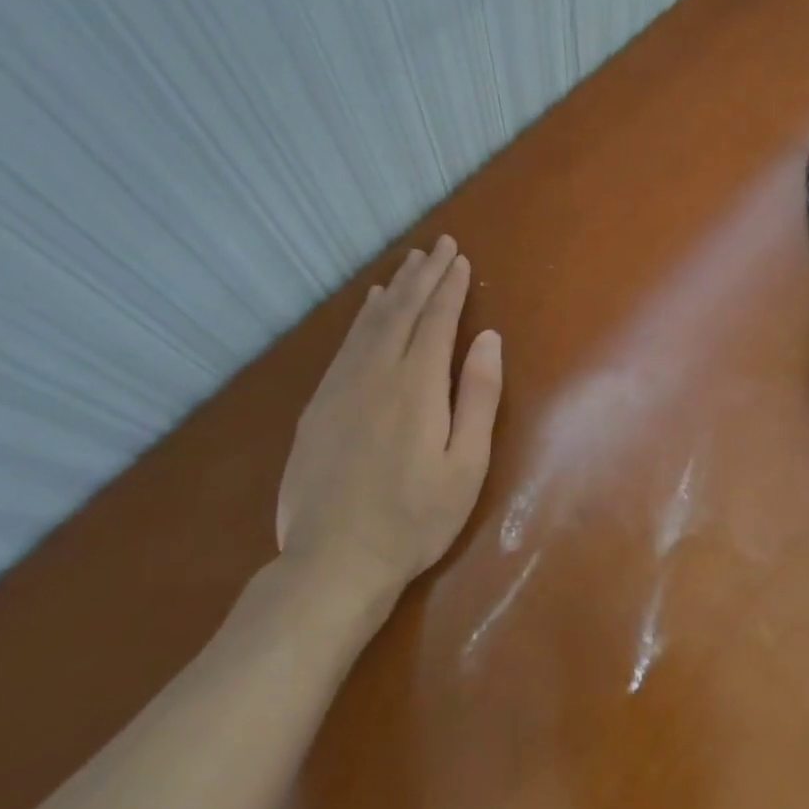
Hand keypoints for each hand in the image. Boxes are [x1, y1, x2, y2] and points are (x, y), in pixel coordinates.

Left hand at [277, 235, 502, 594]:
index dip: (451, 286)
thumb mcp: (466, 464)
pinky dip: (361, 317)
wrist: (332, 563)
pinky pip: (345, 344)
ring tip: (409, 262)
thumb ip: (478, 396)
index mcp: (417, 385)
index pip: (437, 320)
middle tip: (439, 244)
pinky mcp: (320, 405)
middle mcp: (377, 373)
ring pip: (371, 322)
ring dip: (394, 288)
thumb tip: (488, 338)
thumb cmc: (414, 518)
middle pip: (403, 310)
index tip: (461, 258)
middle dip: (424, 274)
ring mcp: (342, 387)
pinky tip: (369, 304)